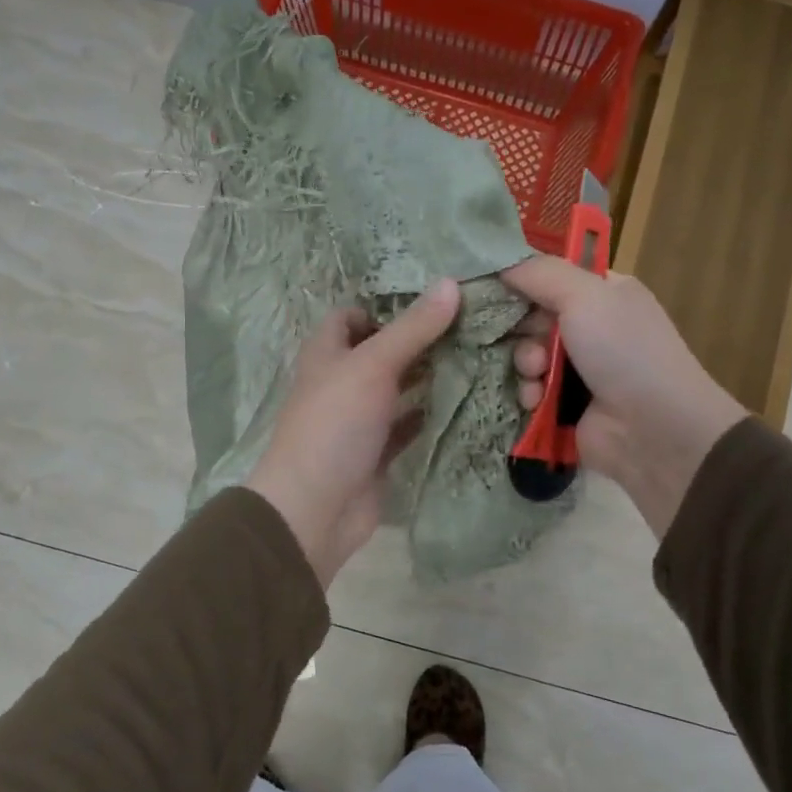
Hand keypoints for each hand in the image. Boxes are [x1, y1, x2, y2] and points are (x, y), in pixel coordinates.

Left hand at [246, 279, 461, 586]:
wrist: (315, 508)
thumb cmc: (335, 424)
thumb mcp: (372, 366)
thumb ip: (412, 328)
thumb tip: (451, 283)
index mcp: (328, 353)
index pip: (352, 315)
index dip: (385, 304)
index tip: (433, 298)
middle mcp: (342, 381)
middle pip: (382, 350)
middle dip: (419, 338)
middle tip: (470, 324)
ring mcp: (359, 418)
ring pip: (397, 387)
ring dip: (428, 375)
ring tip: (477, 354)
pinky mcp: (377, 451)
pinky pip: (407, 425)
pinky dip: (430, 414)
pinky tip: (466, 400)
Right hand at [502, 256, 746, 536]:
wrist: (654, 429)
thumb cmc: (624, 350)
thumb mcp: (585, 294)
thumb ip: (539, 272)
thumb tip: (499, 263)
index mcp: (603, 293)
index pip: (550, 277)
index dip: (521, 281)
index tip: (491, 286)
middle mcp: (591, 328)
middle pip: (531, 317)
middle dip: (521, 328)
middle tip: (524, 337)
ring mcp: (578, 370)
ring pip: (526, 356)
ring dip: (524, 364)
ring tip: (537, 374)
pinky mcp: (564, 407)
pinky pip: (529, 392)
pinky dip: (529, 395)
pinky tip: (537, 401)